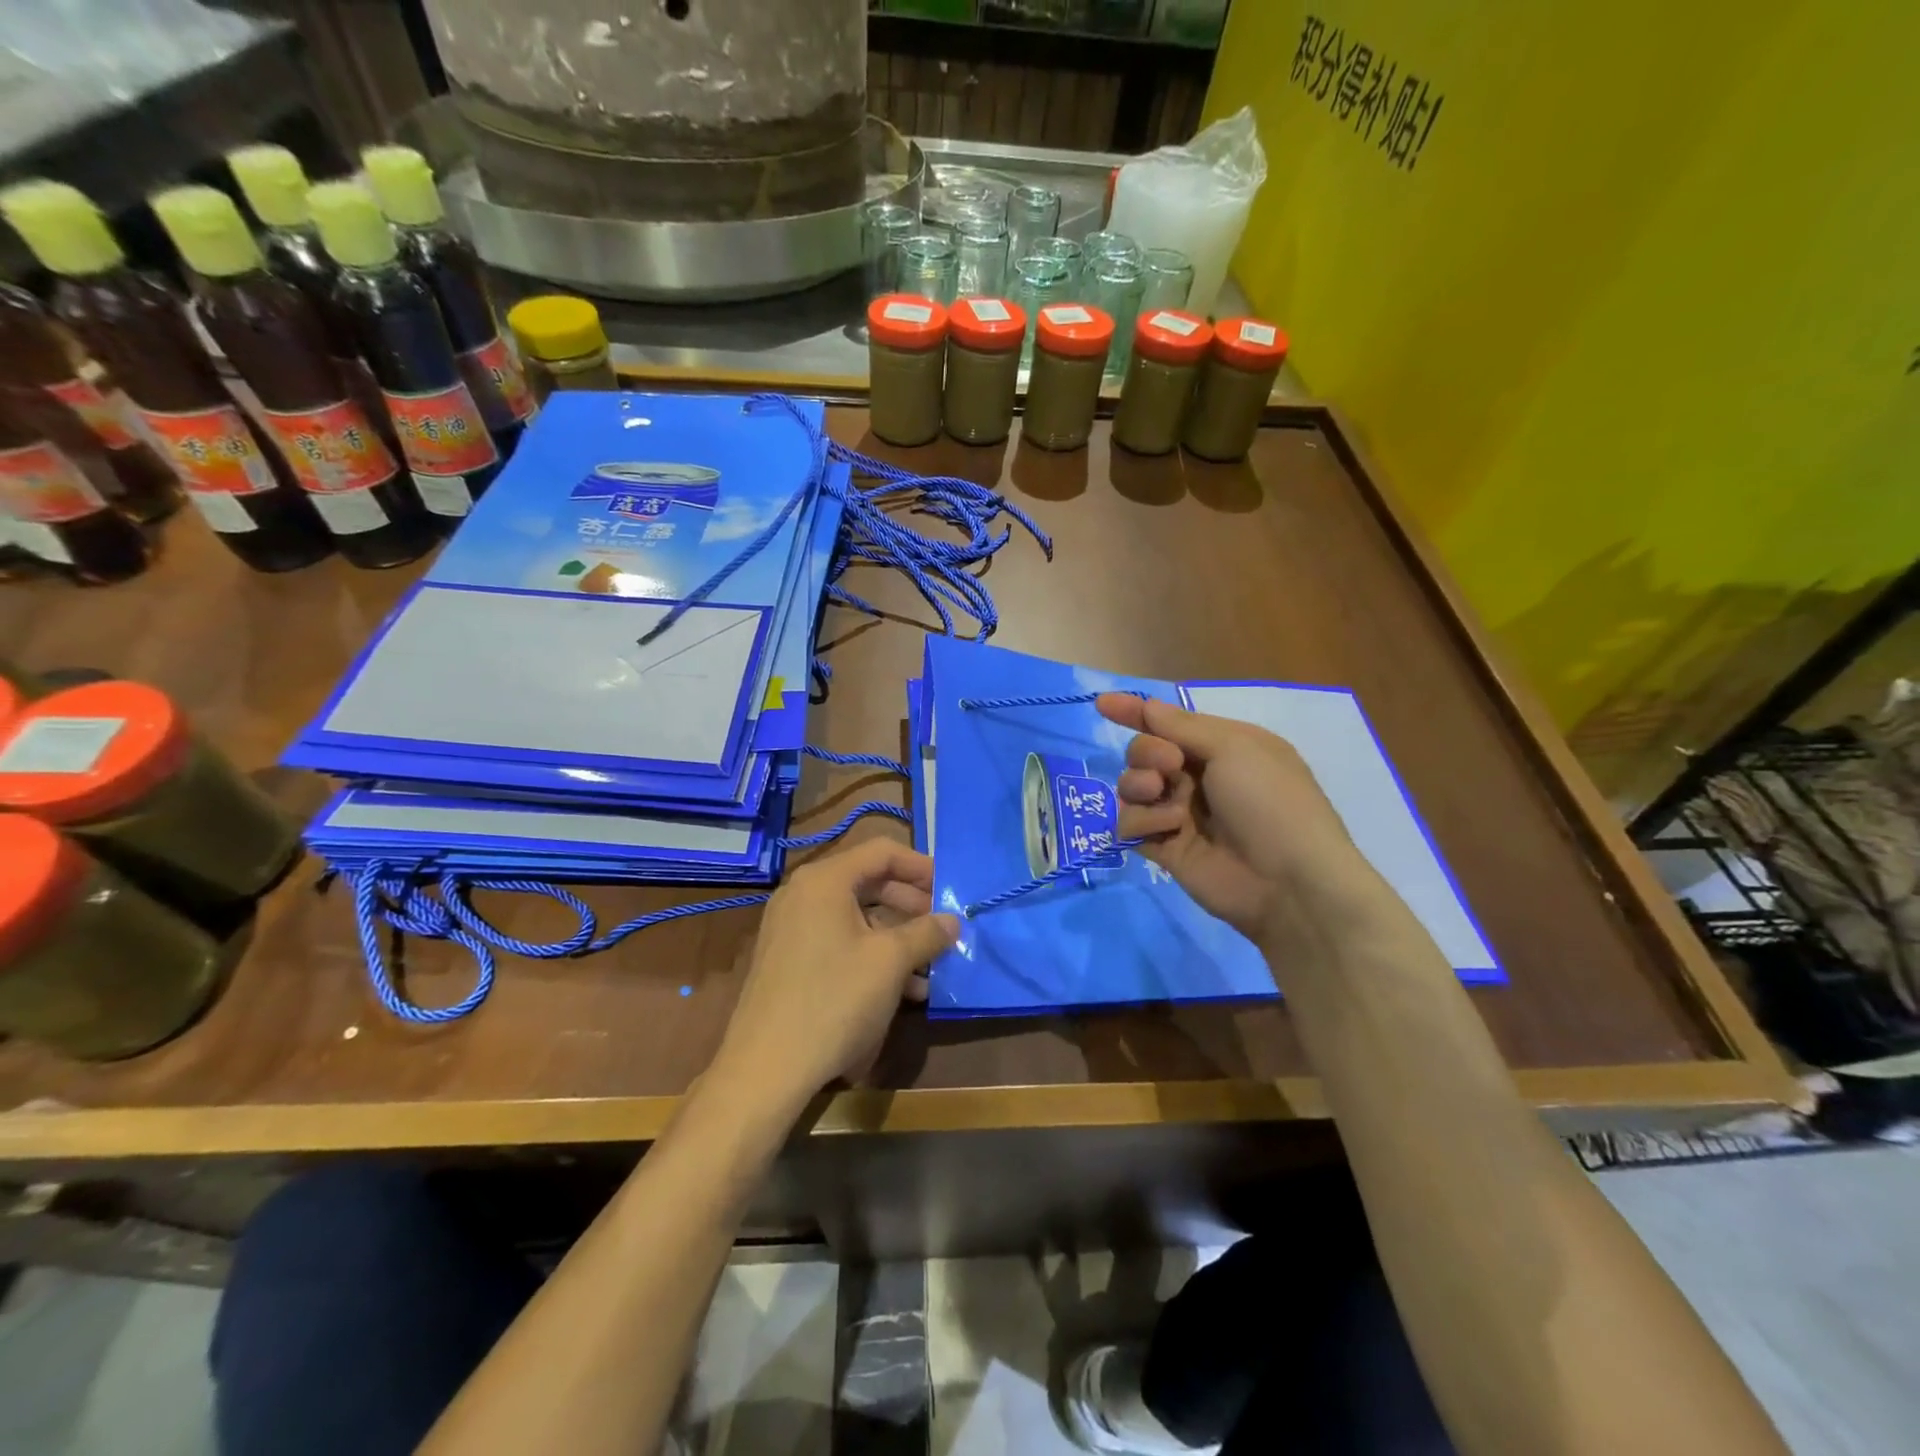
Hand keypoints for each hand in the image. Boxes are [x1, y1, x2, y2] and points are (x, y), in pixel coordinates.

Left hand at [712, 838, 958, 1116]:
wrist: (766, 1069)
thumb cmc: (834, 1001)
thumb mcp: (890, 963)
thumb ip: (926, 933)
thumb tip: (953, 920)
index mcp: (824, 881)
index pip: (882, 852)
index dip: (921, 866)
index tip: (951, 888)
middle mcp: (803, 894)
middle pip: (869, 882)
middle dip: (911, 905)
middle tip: (943, 927)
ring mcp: (791, 928)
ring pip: (856, 917)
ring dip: (897, 936)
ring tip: (931, 965)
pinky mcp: (789, 960)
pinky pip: (839, 941)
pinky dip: (872, 954)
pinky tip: (903, 989)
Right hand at [1097, 693, 1380, 946]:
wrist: (1288, 882)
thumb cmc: (1270, 802)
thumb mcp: (1234, 748)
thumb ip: (1181, 726)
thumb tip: (1146, 706)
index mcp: (1221, 747)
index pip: (1168, 722)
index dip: (1134, 711)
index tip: (1102, 703)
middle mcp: (1197, 777)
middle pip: (1143, 752)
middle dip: (1147, 752)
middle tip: (1169, 766)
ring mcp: (1178, 813)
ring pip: (1130, 786)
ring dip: (1139, 784)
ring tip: (1161, 796)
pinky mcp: (1163, 847)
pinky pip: (1130, 823)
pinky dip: (1142, 821)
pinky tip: (1168, 830)